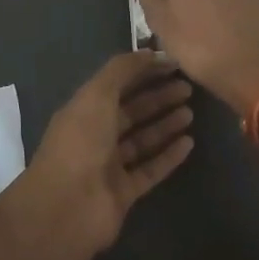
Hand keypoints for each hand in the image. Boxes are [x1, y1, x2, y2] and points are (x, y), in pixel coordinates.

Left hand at [0, 51, 194, 259]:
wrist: (68, 206)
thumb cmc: (81, 142)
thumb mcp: (97, 94)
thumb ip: (122, 70)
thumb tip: (151, 52)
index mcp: (84, 109)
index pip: (117, 84)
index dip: (143, 71)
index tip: (172, 63)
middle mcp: (96, 135)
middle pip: (131, 111)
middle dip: (157, 97)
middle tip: (188, 87)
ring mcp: (109, 165)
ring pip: (142, 139)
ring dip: (165, 124)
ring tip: (191, 111)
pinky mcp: (124, 192)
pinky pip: (151, 169)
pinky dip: (169, 156)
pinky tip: (189, 143)